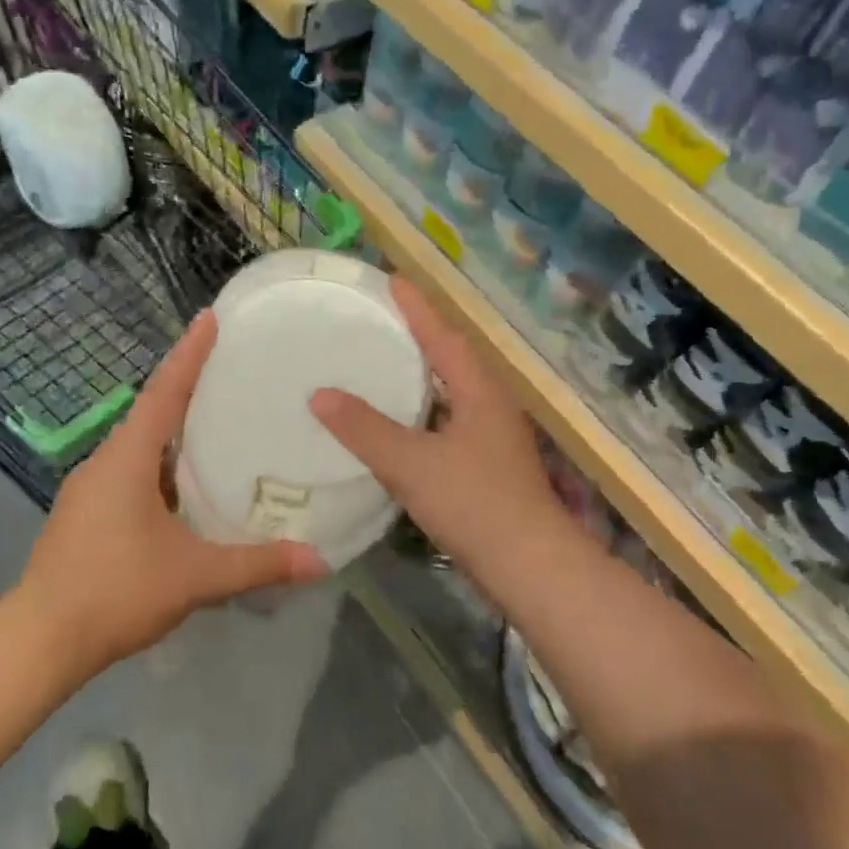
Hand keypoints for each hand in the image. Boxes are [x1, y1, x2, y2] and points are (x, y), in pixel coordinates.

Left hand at [15, 310, 327, 677]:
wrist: (41, 639)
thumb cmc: (116, 591)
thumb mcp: (195, 577)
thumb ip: (257, 564)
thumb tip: (319, 560)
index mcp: (128, 459)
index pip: (164, 393)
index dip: (189, 354)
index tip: (209, 318)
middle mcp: (105, 461)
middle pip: (151, 411)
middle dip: (186, 386)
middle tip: (230, 370)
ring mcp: (90, 487)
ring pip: (139, 444)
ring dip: (174, 429)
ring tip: (217, 422)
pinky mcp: (85, 512)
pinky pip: (130, 470)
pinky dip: (161, 463)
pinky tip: (186, 485)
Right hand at [309, 277, 571, 588]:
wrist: (529, 568)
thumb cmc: (474, 504)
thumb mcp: (411, 463)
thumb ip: (365, 429)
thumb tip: (320, 394)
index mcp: (479, 391)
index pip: (443, 335)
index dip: (416, 307)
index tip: (389, 279)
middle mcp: (489, 405)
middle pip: (449, 358)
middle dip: (415, 335)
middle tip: (375, 318)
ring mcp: (490, 437)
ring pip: (448, 392)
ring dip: (417, 375)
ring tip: (378, 363)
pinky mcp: (484, 465)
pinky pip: (445, 422)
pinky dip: (418, 413)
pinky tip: (393, 424)